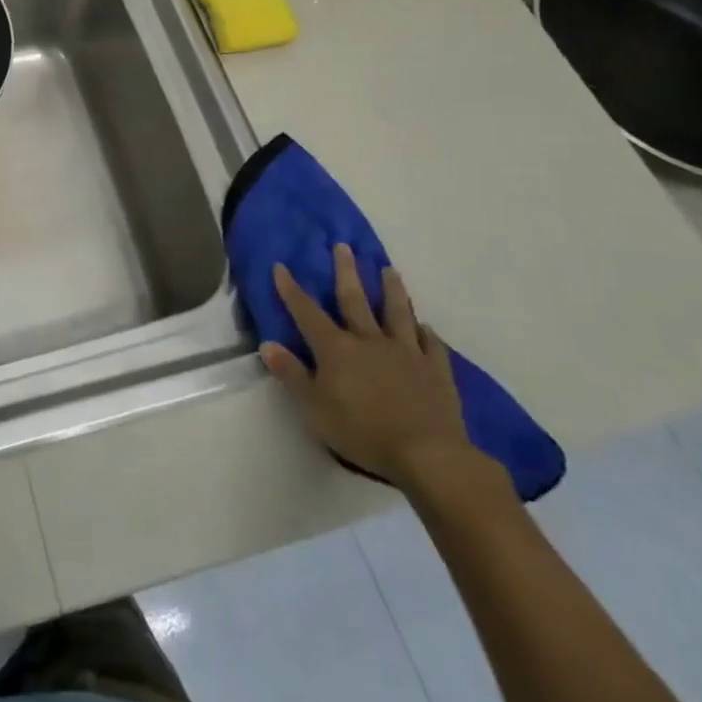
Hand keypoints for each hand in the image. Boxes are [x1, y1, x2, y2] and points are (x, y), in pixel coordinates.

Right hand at [260, 244, 473, 490]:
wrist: (427, 454)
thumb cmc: (362, 431)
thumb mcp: (314, 408)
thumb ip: (291, 374)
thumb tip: (267, 344)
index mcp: (336, 349)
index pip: (307, 312)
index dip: (291, 290)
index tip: (281, 266)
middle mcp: (369, 340)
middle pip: (355, 300)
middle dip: (346, 272)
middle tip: (344, 246)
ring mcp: (405, 352)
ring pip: (396, 313)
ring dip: (392, 290)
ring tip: (390, 270)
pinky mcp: (435, 370)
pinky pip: (430, 343)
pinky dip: (425, 332)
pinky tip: (424, 325)